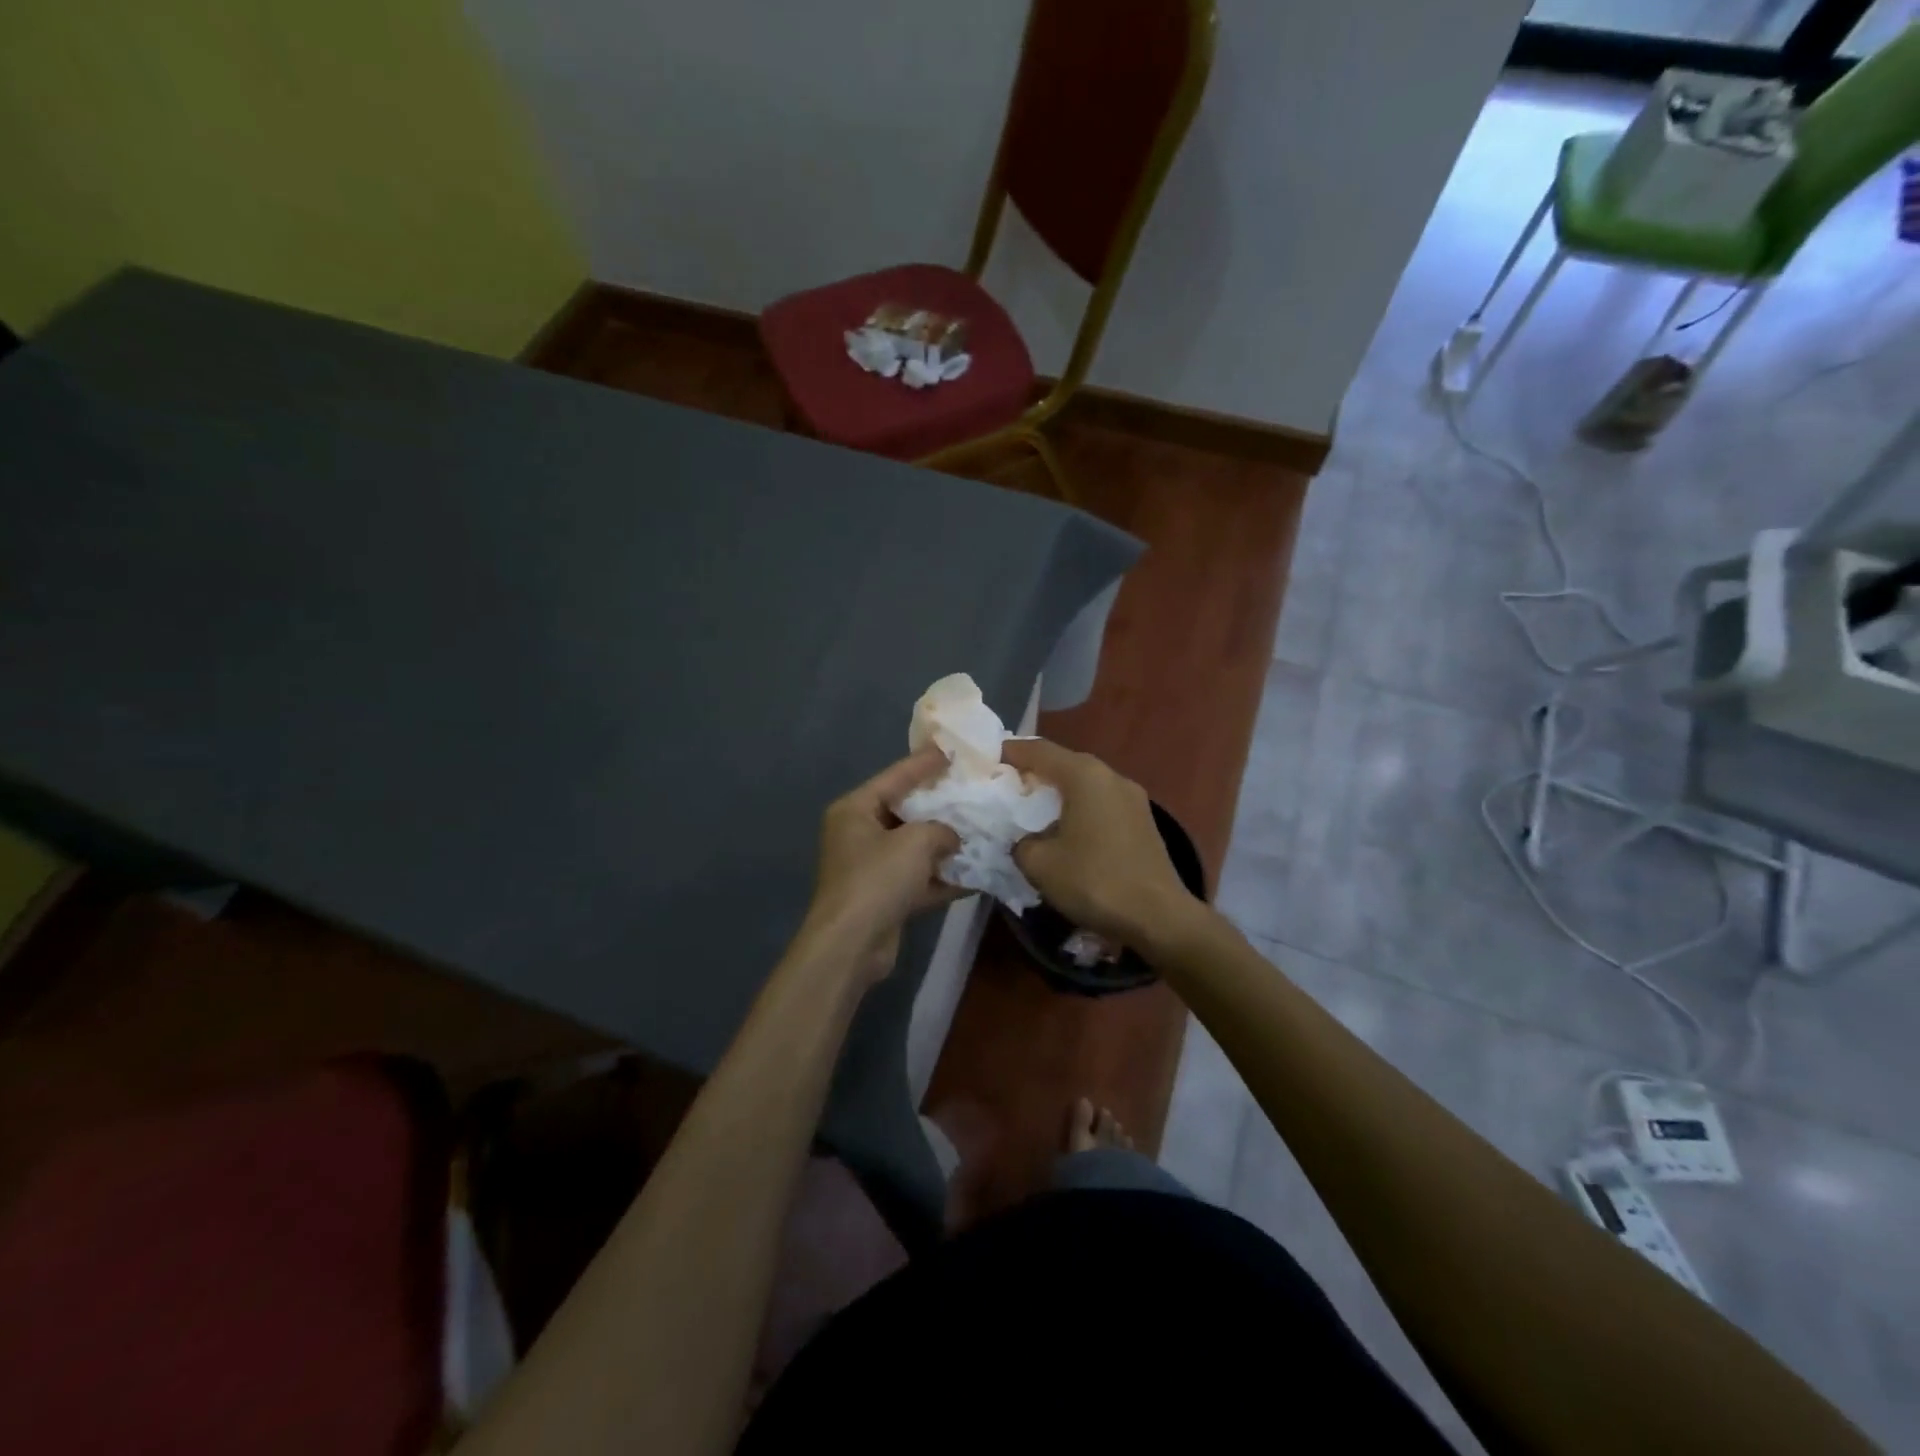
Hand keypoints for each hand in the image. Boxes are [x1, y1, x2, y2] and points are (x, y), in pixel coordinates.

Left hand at [799, 748, 960, 979]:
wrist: (851, 945)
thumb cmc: (877, 879)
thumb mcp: (915, 842)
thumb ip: (941, 829)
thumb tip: (953, 836)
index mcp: (855, 810)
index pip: (895, 776)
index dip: (924, 763)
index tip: (951, 750)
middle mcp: (860, 834)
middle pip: (906, 811)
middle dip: (940, 806)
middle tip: (972, 790)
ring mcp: (871, 867)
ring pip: (915, 847)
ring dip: (946, 844)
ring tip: (981, 830)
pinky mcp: (885, 897)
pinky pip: (919, 878)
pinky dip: (943, 877)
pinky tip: (977, 874)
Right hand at [1002, 739, 1199, 951]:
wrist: (1159, 918)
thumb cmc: (1095, 881)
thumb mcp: (1040, 864)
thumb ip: (1021, 843)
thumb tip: (1025, 841)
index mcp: (1085, 776)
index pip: (1039, 750)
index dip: (1010, 752)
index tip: (988, 760)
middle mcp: (1111, 776)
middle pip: (1064, 763)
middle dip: (1033, 772)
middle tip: (1006, 787)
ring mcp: (1132, 798)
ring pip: (1084, 784)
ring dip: (1058, 793)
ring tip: (1031, 810)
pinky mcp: (1142, 821)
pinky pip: (1100, 803)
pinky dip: (1078, 808)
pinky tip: (1065, 830)